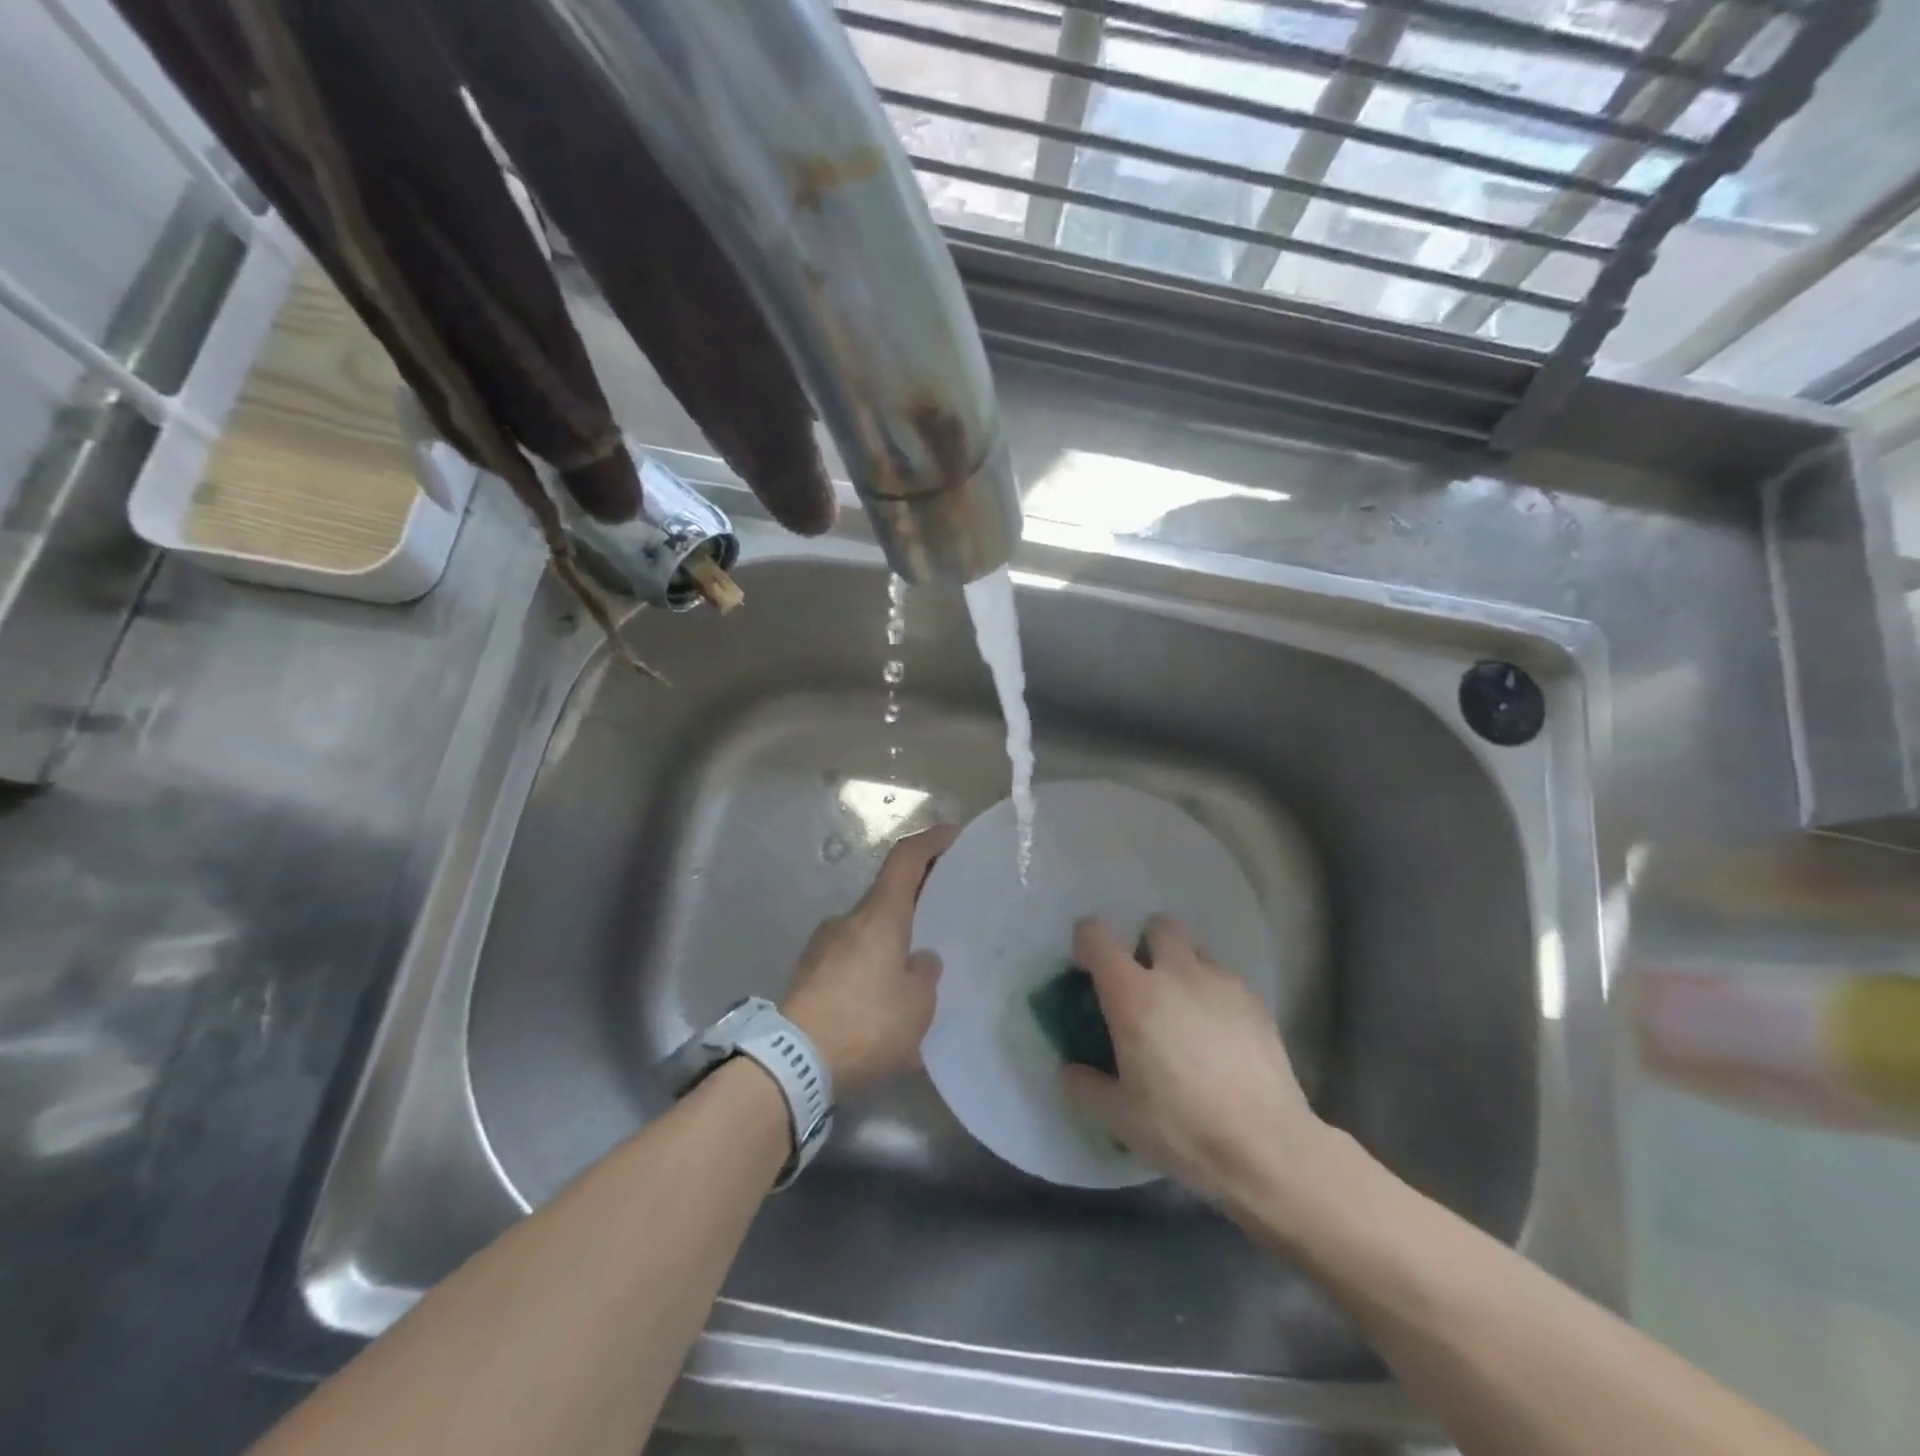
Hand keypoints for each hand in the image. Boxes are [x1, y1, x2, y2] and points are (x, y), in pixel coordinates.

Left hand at [782, 824, 958, 1094]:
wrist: (792, 1062)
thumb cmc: (866, 1023)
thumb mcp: (917, 1005)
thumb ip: (925, 974)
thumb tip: (920, 959)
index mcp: (879, 915)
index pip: (905, 859)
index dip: (930, 841)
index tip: (952, 834)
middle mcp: (848, 919)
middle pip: (886, 895)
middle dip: (914, 902)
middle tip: (941, 918)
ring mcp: (822, 946)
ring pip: (866, 930)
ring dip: (889, 942)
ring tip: (910, 975)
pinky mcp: (807, 974)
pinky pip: (849, 959)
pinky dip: (868, 968)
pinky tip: (880, 1003)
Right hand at [1060, 915, 1329, 1204]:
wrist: (1268, 1147)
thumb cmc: (1182, 1128)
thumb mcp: (1119, 1118)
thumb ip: (1085, 1088)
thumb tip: (1071, 1072)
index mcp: (1132, 994)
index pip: (1096, 935)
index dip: (1086, 943)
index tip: (1088, 970)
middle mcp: (1175, 974)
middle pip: (1158, 926)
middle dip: (1147, 944)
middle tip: (1144, 986)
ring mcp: (1220, 983)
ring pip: (1196, 952)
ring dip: (1184, 970)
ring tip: (1187, 1016)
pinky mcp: (1256, 1002)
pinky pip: (1226, 981)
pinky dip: (1215, 997)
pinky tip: (1221, 1040)